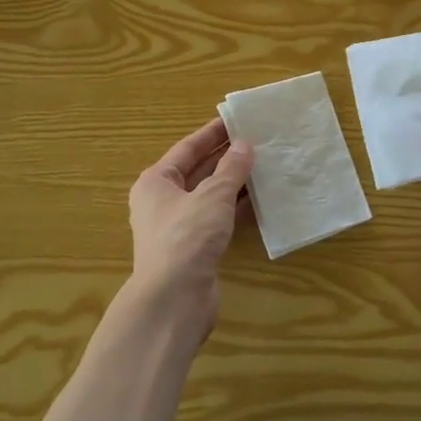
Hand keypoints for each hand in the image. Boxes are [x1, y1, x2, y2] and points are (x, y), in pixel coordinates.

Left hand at [125, 117, 253, 342]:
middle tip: (257, 140)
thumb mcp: (212, 196)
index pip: (187, 148)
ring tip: (264, 165)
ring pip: (209, 197)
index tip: (236, 120)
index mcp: (156, 182)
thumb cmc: (187, 237)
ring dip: (234, 183)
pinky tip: (261, 200)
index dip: (212, 133)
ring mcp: (179, 227)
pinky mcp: (195, 249)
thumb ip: (231, 169)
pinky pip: (218, 219)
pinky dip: (236, 209)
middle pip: (198, 171)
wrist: (174, 299)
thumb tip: (244, 145)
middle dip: (226, 157)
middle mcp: (163, 202)